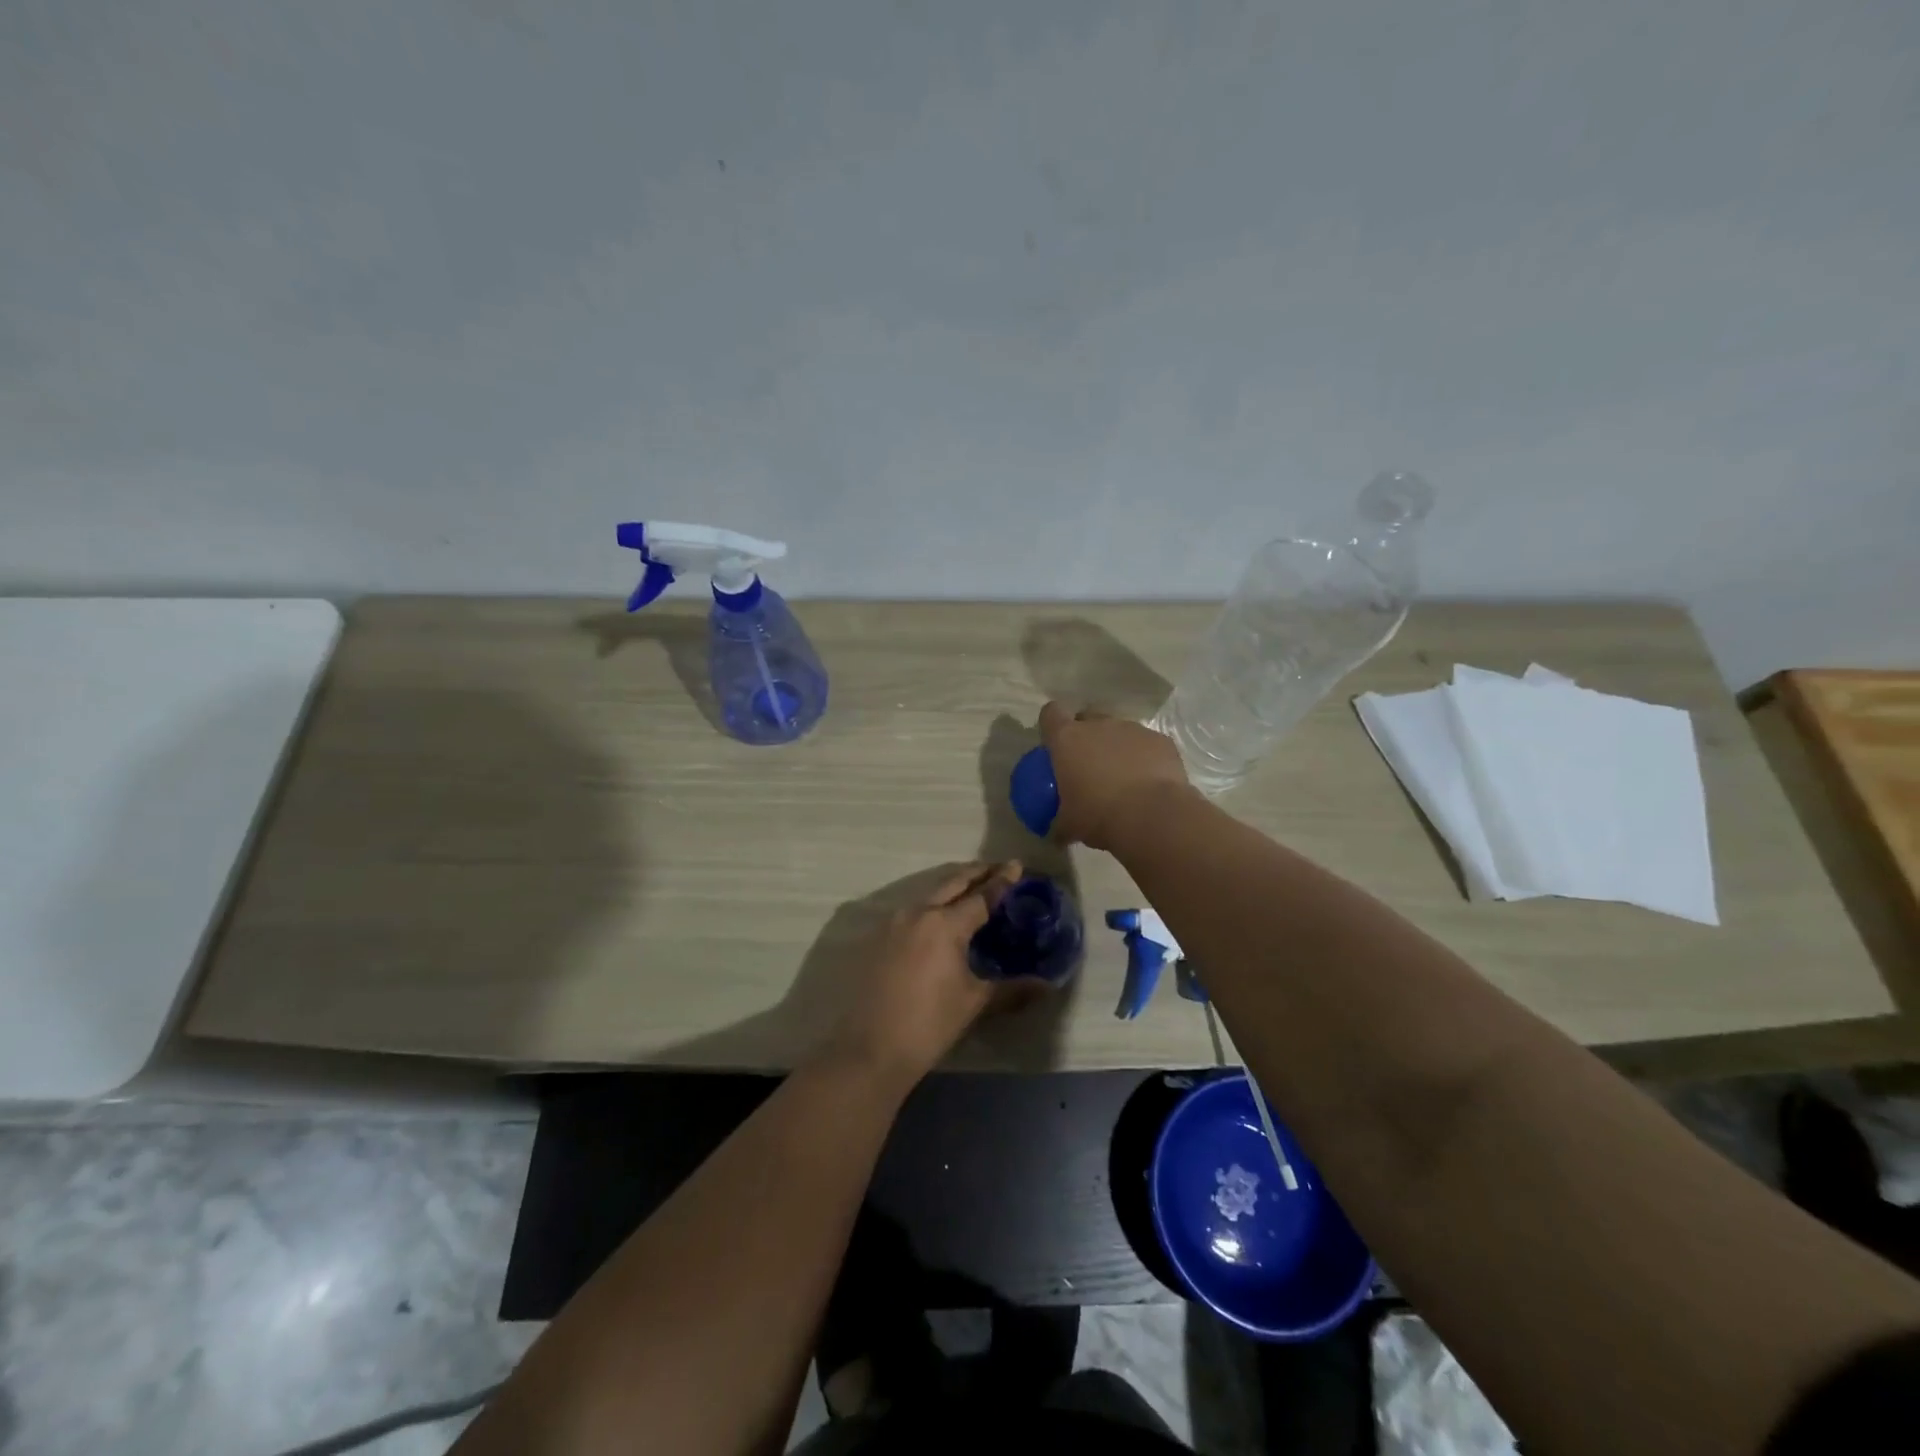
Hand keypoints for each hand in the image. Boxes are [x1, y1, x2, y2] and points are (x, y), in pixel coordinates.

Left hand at [822, 861, 1022, 1085]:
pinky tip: (939, 919)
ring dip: (952, 887)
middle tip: (997, 868)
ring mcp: (893, 923)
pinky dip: (932, 906)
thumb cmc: (930, 1024)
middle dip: (976, 873)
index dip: (1002, 881)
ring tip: (971, 890)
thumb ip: (1012, 988)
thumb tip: (1047, 985)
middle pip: (952, 883)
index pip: (982, 895)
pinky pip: (911, 911)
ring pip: (929, 894)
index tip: (1017, 865)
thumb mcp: (974, 1003)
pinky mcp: (877, 937)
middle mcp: (918, 913)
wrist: (870, 1049)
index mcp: (945, 924)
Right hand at [1038, 701, 1192, 850]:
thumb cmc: (1099, 815)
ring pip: (1119, 731)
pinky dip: (1145, 758)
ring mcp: (1132, 729)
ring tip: (1123, 777)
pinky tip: (1148, 782)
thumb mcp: (1070, 825)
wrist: (1152, 816)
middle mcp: (1099, 725)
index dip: (1051, 725)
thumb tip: (1055, 834)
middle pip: (1088, 718)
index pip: (1051, 714)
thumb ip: (1059, 823)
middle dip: (1087, 734)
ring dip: (1117, 747)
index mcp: (1068, 739)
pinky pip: (1147, 744)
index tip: (1055, 743)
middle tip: (1088, 763)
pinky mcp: (1161, 740)